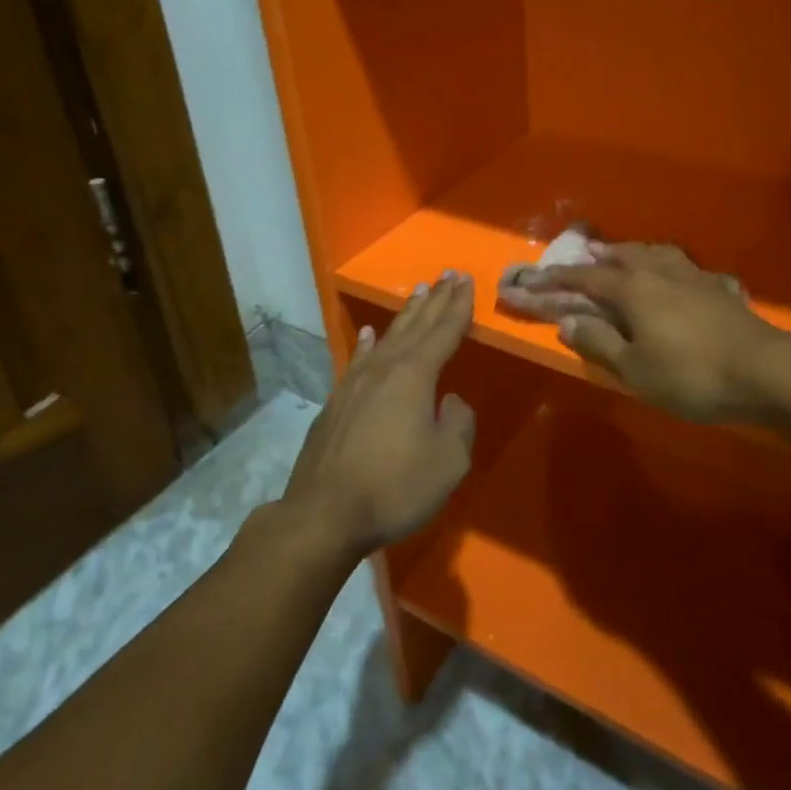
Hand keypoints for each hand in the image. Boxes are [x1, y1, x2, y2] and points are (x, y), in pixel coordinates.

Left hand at [280, 272, 476, 556]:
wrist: (323, 515)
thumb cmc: (395, 487)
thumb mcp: (448, 462)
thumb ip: (458, 424)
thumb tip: (450, 402)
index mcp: (415, 375)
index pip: (444, 331)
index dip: (458, 306)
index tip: (466, 280)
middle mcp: (385, 368)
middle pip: (416, 325)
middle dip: (435, 300)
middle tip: (448, 274)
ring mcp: (355, 383)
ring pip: (386, 337)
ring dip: (406, 314)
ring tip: (418, 292)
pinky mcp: (335, 403)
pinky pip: (357, 360)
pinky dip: (366, 344)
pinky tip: (367, 334)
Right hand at [529, 243, 790, 422]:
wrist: (764, 370)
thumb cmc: (691, 373)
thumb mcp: (635, 368)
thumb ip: (600, 342)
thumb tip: (567, 321)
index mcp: (634, 288)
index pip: (588, 277)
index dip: (560, 277)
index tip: (537, 276)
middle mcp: (661, 272)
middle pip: (625, 255)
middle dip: (602, 255)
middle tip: (587, 254)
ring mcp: (695, 277)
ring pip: (658, 254)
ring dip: (637, 252)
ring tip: (628, 254)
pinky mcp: (720, 289)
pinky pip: (687, 268)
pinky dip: (672, 267)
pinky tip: (680, 275)